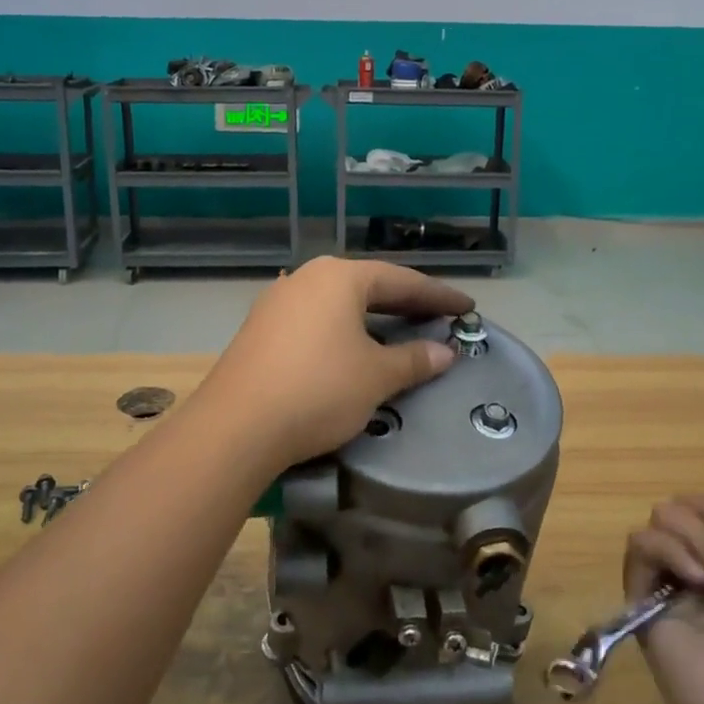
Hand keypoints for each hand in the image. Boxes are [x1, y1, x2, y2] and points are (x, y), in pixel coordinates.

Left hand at [193, 257, 471, 469]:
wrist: (236, 426)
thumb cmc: (318, 390)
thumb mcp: (376, 377)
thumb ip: (414, 359)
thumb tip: (444, 352)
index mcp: (339, 277)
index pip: (401, 280)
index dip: (437, 295)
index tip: (467, 306)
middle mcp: (307, 278)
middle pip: (368, 285)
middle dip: (404, 302)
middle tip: (437, 316)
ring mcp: (279, 301)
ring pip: (338, 302)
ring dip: (372, 317)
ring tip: (398, 329)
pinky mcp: (261, 328)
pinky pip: (315, 319)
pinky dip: (343, 329)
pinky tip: (351, 347)